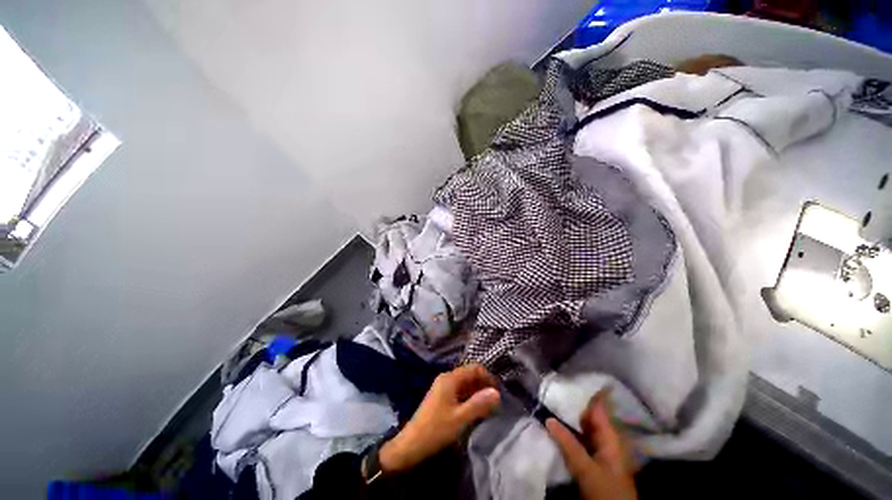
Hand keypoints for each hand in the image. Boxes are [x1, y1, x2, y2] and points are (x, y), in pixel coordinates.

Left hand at [379, 363, 500, 473]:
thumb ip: (479, 404)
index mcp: (450, 378)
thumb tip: (497, 392)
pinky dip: (470, 399)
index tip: (498, 393)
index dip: (488, 378)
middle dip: (483, 386)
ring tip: (489, 408)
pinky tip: (476, 411)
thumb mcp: (460, 418)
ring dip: (477, 393)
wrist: (411, 445)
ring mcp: (443, 388)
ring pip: (465, 385)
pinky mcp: (441, 398)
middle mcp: (447, 379)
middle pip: (470, 375)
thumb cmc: (436, 430)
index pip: (474, 368)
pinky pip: (460, 393)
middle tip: (496, 402)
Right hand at [546, 391, 637, 499]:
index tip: (570, 374)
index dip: (587, 389)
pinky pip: (579, 434)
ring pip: (582, 423)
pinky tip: (556, 422)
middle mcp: (605, 435)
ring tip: (550, 398)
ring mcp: (599, 445)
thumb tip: (548, 418)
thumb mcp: (587, 469)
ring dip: (568, 413)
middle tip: (552, 385)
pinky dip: (568, 427)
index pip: (599, 405)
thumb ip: (568, 444)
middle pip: (588, 412)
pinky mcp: (592, 454)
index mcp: (610, 435)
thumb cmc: (607, 491)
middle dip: (572, 399)